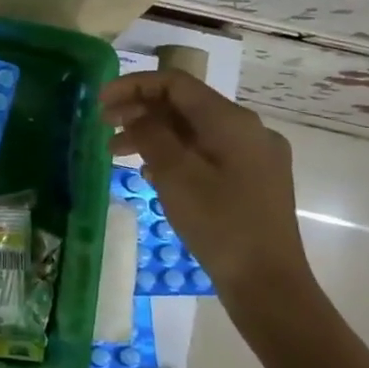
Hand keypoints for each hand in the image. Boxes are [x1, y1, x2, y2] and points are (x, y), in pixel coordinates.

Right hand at [100, 70, 317, 317]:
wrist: (268, 283)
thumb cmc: (219, 223)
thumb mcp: (175, 174)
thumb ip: (151, 135)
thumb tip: (134, 113)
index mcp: (232, 121)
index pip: (176, 83)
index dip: (134, 86)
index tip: (100, 101)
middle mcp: (248, 130)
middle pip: (185, 105)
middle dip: (140, 111)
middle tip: (103, 126)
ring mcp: (253, 156)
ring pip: (193, 131)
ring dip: (153, 135)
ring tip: (116, 153)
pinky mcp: (252, 180)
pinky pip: (205, 153)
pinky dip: (173, 154)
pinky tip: (150, 173)